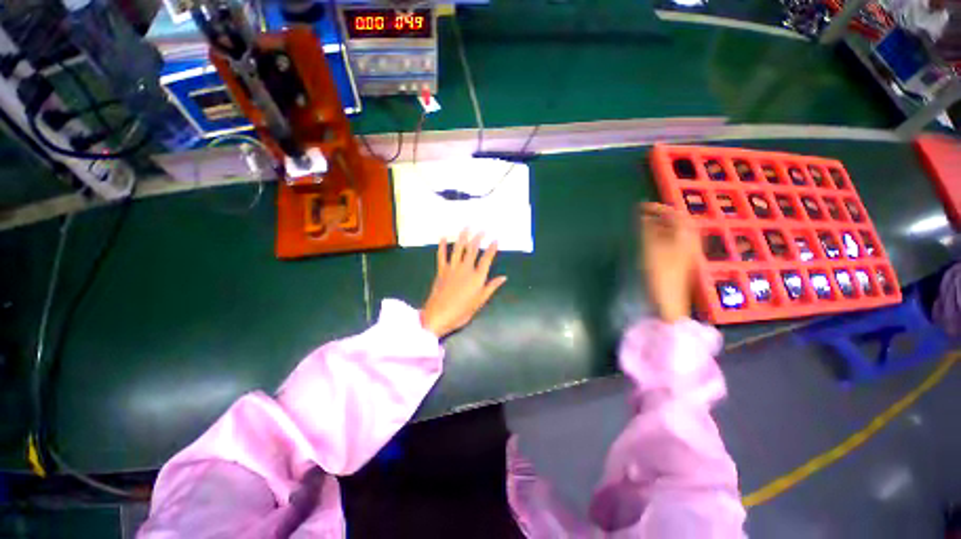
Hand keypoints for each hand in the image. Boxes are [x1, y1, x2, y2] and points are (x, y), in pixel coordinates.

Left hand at [421, 230, 507, 338]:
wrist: (439, 315)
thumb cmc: (462, 312)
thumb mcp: (480, 301)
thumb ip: (491, 287)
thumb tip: (503, 277)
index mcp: (477, 277)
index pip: (486, 259)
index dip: (492, 249)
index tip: (495, 240)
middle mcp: (465, 269)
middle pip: (473, 250)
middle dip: (478, 238)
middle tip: (482, 229)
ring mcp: (452, 268)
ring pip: (458, 248)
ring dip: (462, 236)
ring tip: (466, 227)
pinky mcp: (441, 270)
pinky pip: (441, 255)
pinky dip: (442, 246)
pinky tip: (442, 237)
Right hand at [640, 203, 698, 322]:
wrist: (668, 300)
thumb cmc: (660, 273)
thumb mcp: (651, 248)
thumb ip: (647, 230)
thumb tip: (642, 216)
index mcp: (685, 236)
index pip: (674, 214)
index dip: (658, 208)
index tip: (640, 207)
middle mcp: (689, 241)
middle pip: (677, 222)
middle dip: (659, 216)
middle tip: (642, 215)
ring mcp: (685, 252)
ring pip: (673, 232)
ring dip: (659, 226)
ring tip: (642, 225)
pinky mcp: (679, 261)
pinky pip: (671, 241)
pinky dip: (660, 236)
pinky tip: (649, 240)